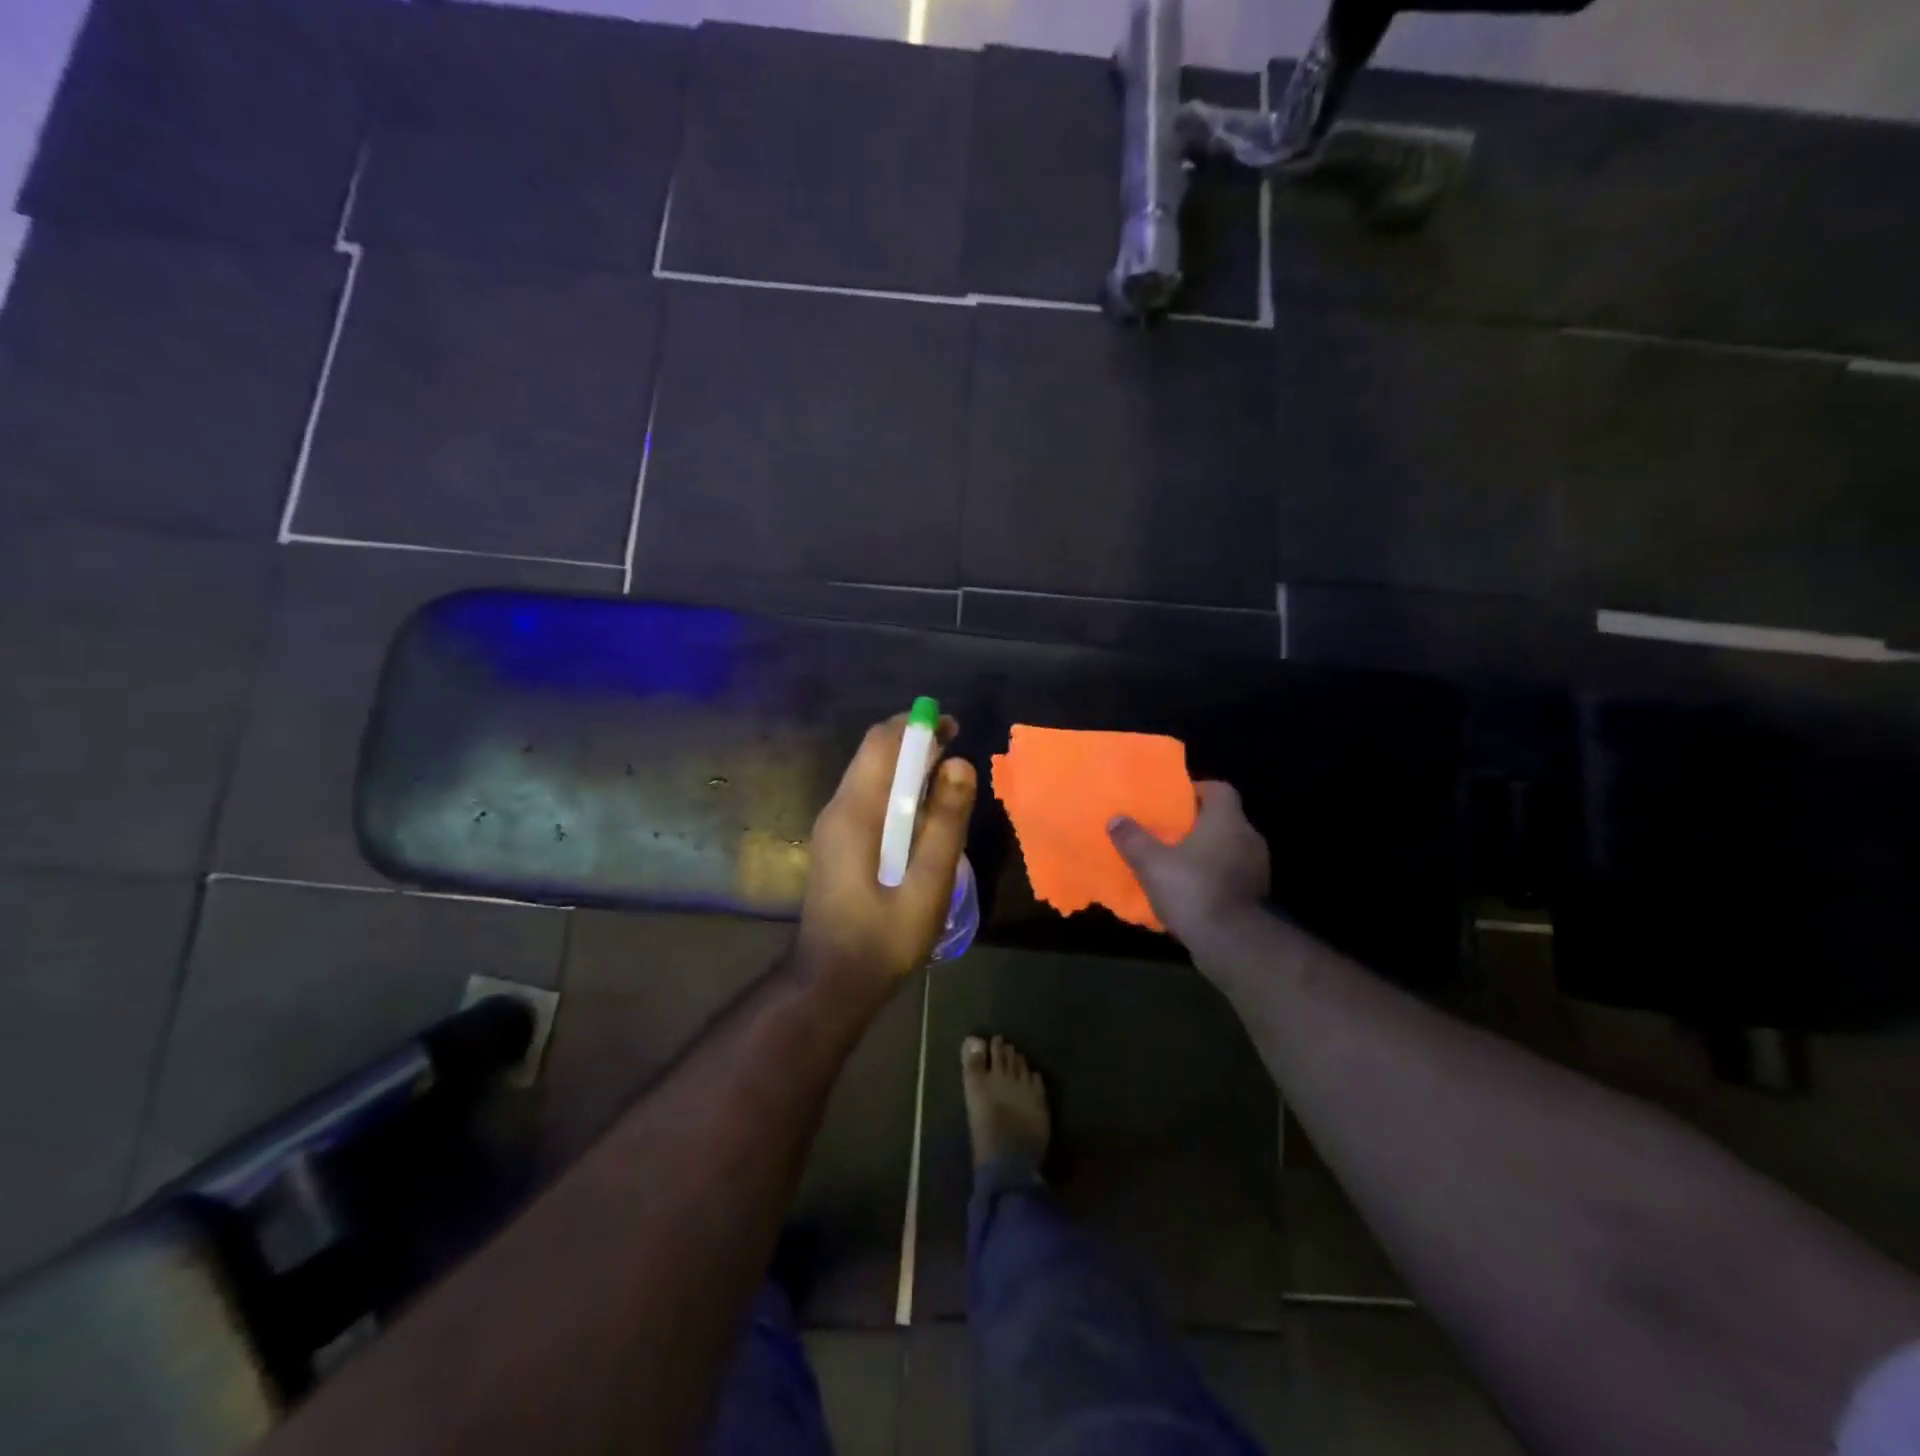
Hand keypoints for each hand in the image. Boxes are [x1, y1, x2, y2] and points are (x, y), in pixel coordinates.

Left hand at [795, 714, 978, 986]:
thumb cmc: (883, 938)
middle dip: (915, 744)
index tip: (954, 728)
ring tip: (947, 785)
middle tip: (957, 758)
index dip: (918, 726)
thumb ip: (945, 824)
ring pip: (870, 776)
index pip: (881, 744)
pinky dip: (897, 792)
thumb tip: (961, 763)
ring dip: (907, 768)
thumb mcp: (927, 885)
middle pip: (873, 754)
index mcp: (855, 813)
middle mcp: (837, 809)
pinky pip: (867, 799)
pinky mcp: (837, 843)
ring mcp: (833, 827)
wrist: (831, 983)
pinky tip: (922, 817)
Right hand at [1108, 781, 1269, 944]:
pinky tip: (1190, 892)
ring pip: (1228, 850)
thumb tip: (1116, 819)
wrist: (1232, 943)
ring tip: (1176, 863)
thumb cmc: (1192, 889)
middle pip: (1223, 820)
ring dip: (1206, 854)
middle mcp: (1248, 838)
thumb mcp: (1151, 863)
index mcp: (1227, 820)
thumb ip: (1133, 838)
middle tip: (1168, 832)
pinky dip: (1213, 879)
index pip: (1220, 790)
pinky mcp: (1256, 897)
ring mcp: (1257, 869)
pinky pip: (1231, 877)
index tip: (1173, 801)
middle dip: (1197, 825)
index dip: (1196, 791)